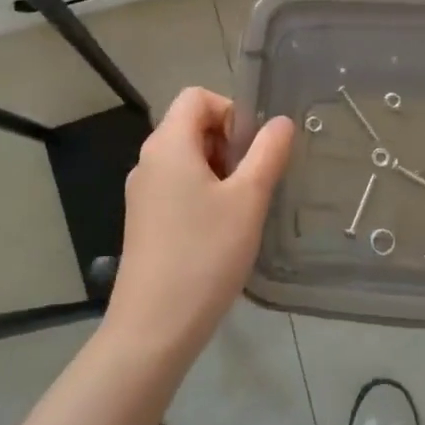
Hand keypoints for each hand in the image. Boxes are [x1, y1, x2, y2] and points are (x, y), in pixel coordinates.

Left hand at [107, 88, 294, 361]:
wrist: (154, 327)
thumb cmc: (205, 254)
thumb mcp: (248, 200)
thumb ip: (268, 153)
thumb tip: (281, 122)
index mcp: (167, 145)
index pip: (197, 97)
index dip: (231, 110)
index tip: (254, 149)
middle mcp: (148, 161)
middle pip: (191, 125)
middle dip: (229, 143)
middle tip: (253, 181)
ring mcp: (142, 193)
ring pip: (187, 159)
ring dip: (219, 170)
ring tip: (242, 209)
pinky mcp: (144, 221)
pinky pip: (177, 187)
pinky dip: (204, 193)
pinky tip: (222, 231)